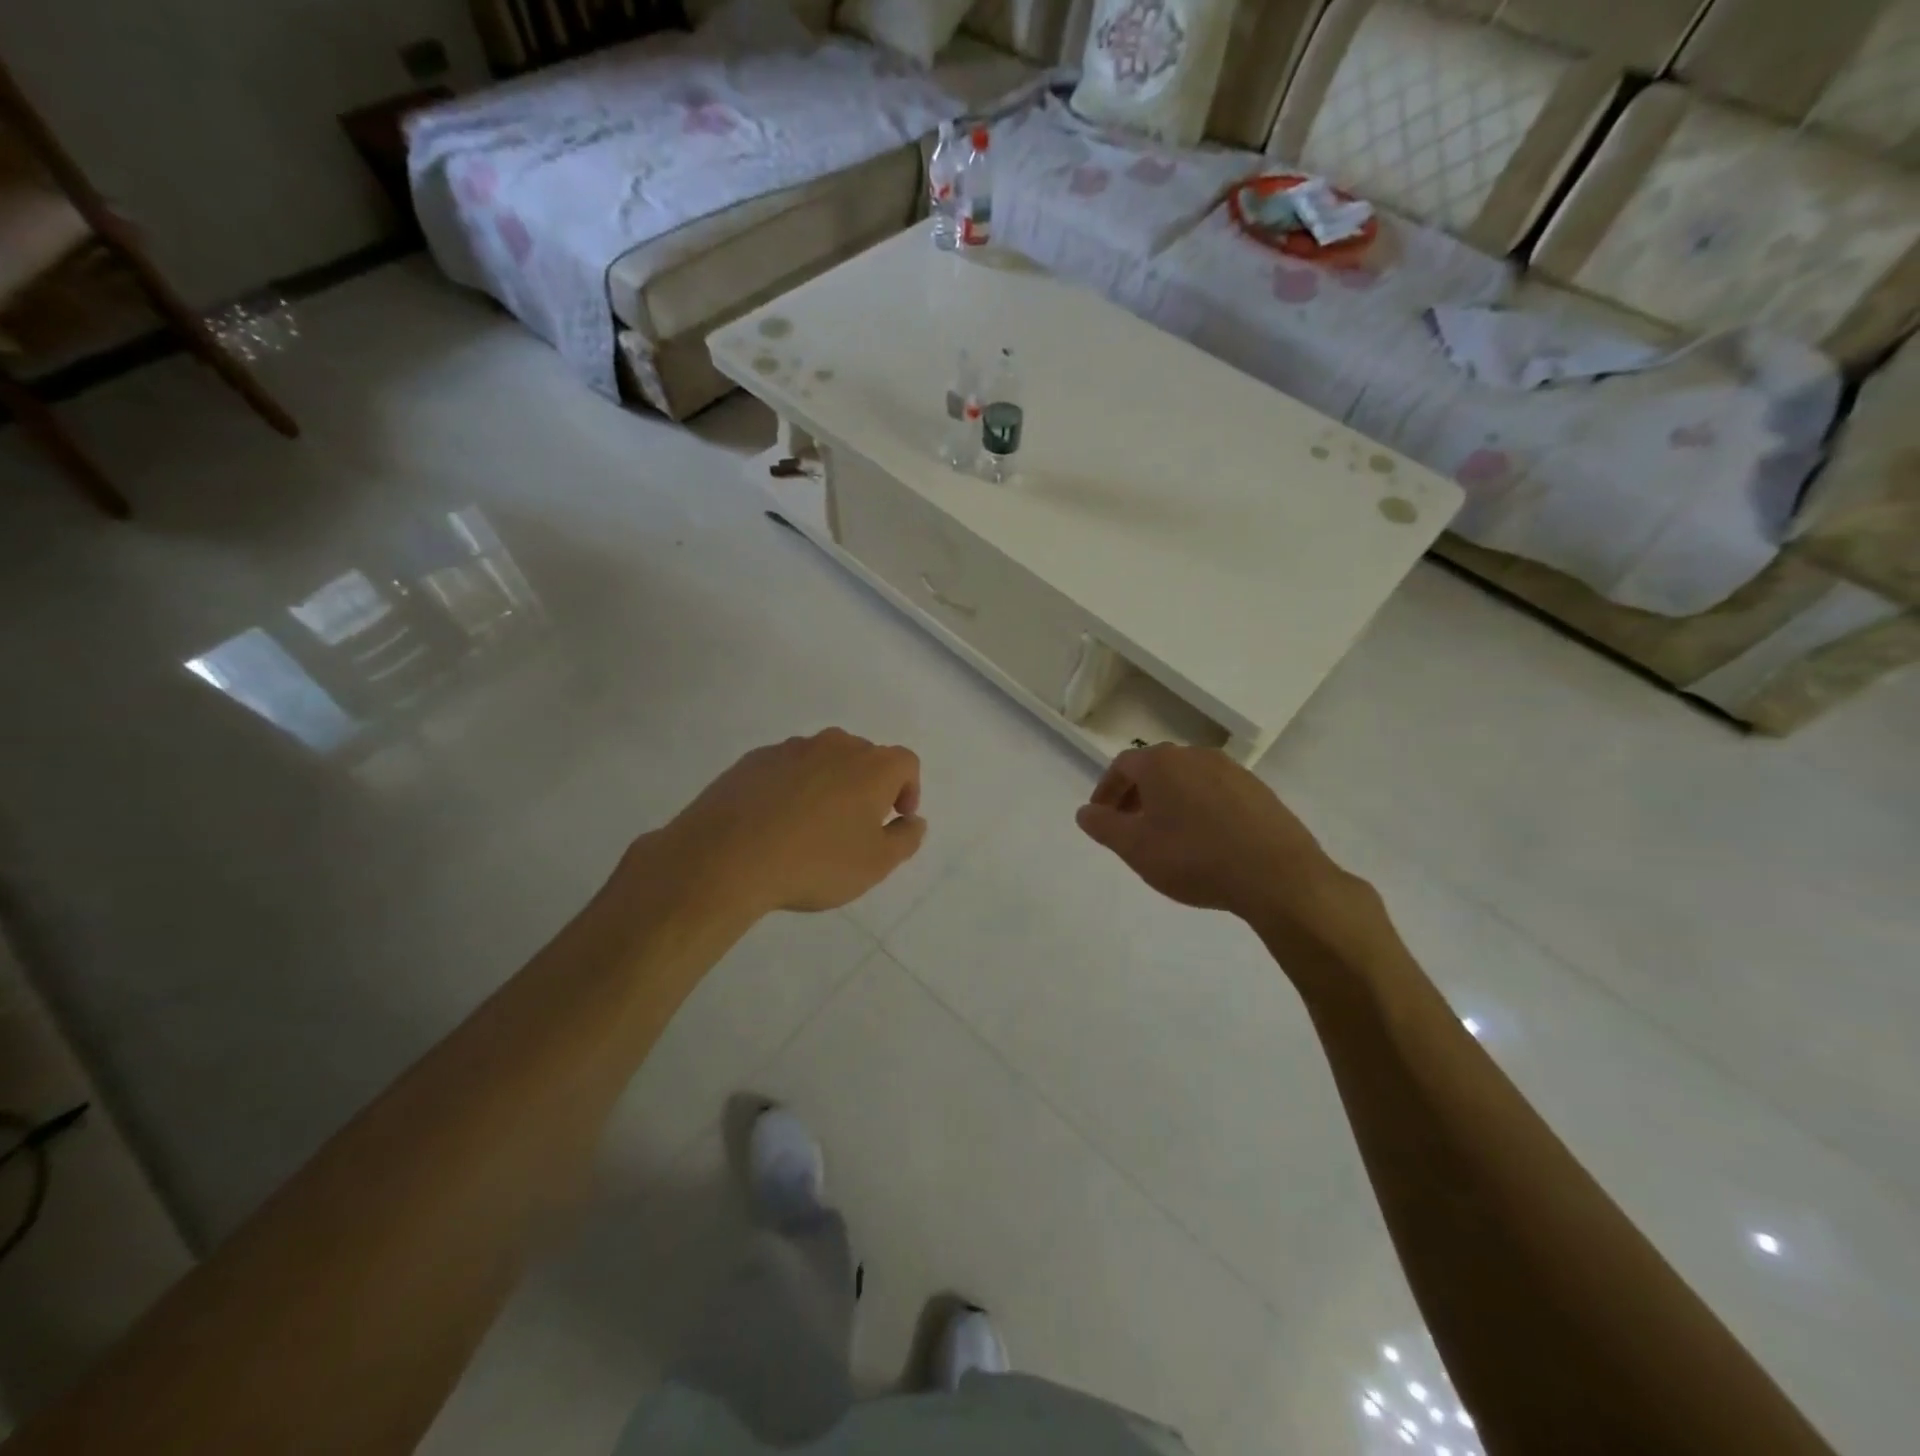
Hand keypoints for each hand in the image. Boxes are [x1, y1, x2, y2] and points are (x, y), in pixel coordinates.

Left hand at [657, 729, 925, 914]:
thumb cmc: (814, 862)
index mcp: (872, 766)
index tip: (894, 818)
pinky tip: (777, 821)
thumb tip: (914, 820)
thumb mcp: (875, 864)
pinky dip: (792, 786)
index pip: (905, 763)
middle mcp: (835, 745)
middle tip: (856, 825)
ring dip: (829, 784)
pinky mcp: (754, 760)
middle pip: (864, 756)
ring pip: (823, 759)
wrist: (726, 857)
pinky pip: (787, 768)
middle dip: (868, 785)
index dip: (908, 789)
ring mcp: (791, 749)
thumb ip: (905, 839)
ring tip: (813, 824)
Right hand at [1075, 745, 1369, 944]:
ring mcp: (1232, 771)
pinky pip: (1217, 794)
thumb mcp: (1135, 848)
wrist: (1277, 875)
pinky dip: (1200, 810)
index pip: (1122, 766)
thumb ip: (1103, 826)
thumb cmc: (1194, 857)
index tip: (1101, 817)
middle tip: (1129, 828)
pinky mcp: (1259, 792)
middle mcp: (1196, 756)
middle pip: (1156, 769)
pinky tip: (1206, 842)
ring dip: (1169, 802)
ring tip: (1167, 837)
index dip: (1106, 790)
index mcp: (1162, 762)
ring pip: (1188, 780)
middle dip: (1137, 796)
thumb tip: (1084, 812)